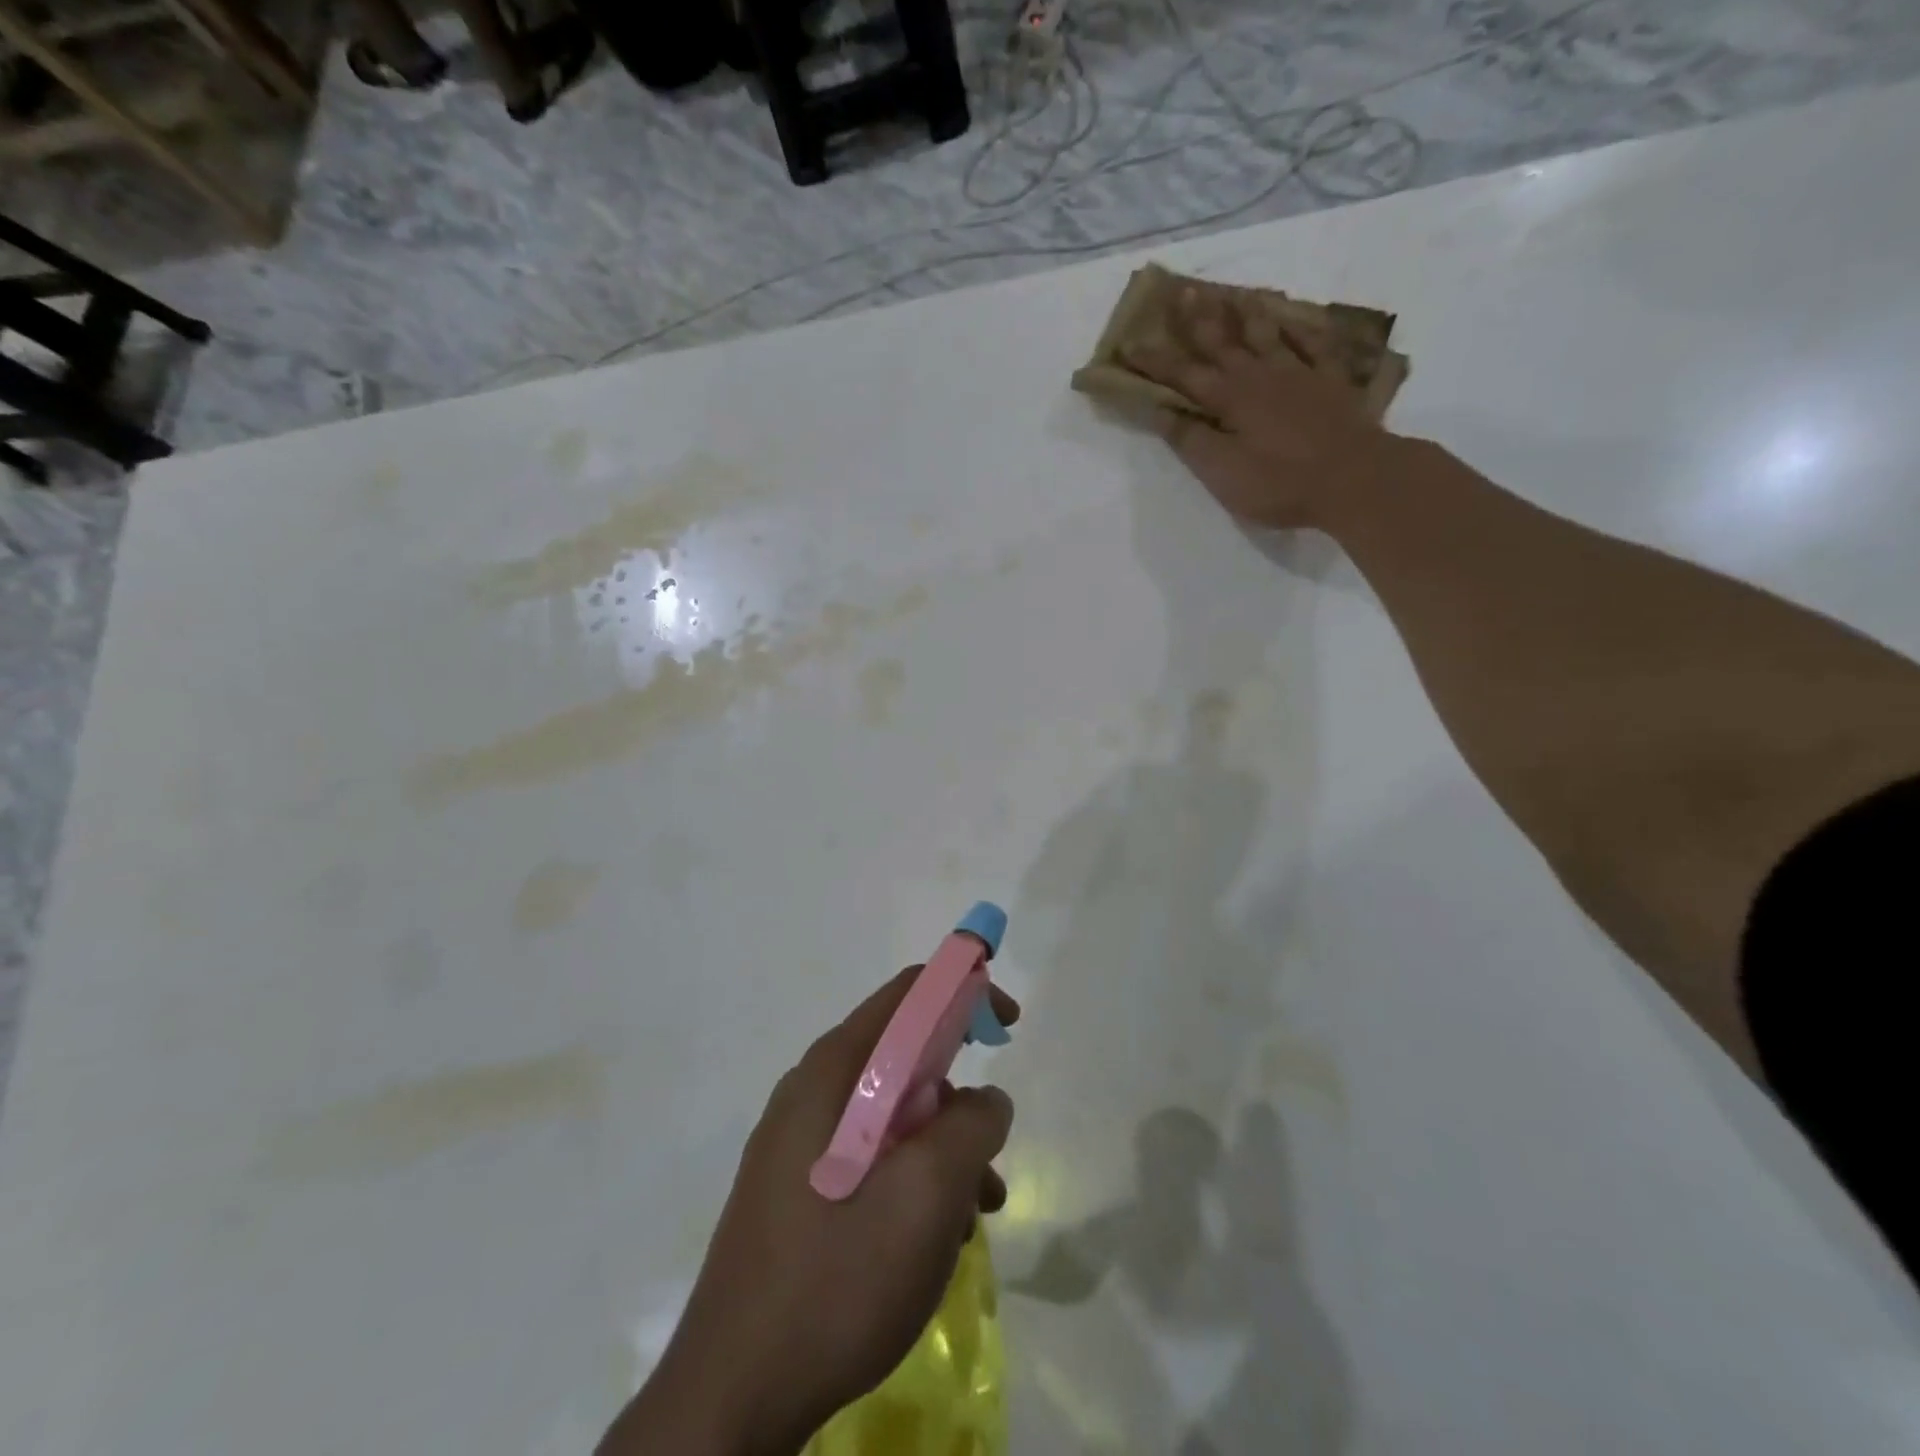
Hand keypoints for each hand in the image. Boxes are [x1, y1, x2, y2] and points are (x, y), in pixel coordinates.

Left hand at [603, 969, 1018, 1455]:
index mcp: (835, 1069)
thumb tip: (985, 1099)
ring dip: (942, 1146)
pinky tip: (934, 1238)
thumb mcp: (928, 1194)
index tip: (1008, 1029)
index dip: (965, 993)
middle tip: (991, 1143)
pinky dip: (912, 1177)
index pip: (910, 993)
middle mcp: (813, 1088)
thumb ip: (971, 1125)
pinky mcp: (796, 1186)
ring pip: (892, 1112)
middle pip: (902, 1054)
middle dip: (958, 1090)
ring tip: (976, 1211)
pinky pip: (869, 1154)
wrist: (733, 1395)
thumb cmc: (837, 1278)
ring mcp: (798, 1139)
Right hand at [1125, 284, 1405, 530]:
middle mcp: (1260, 376)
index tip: (1131, 344)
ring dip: (1248, 314)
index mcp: (1230, 399)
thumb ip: (1191, 440)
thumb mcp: (1222, 471)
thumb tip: (1161, 411)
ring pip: (1268, 335)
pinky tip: (1295, 320)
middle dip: (1199, 321)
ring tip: (1236, 295)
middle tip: (1183, 294)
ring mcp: (1299, 374)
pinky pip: (1314, 345)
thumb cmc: (1279, 482)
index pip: (1183, 375)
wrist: (1354, 478)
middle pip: (1224, 343)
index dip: (1156, 361)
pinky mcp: (1331, 381)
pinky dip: (1301, 329)